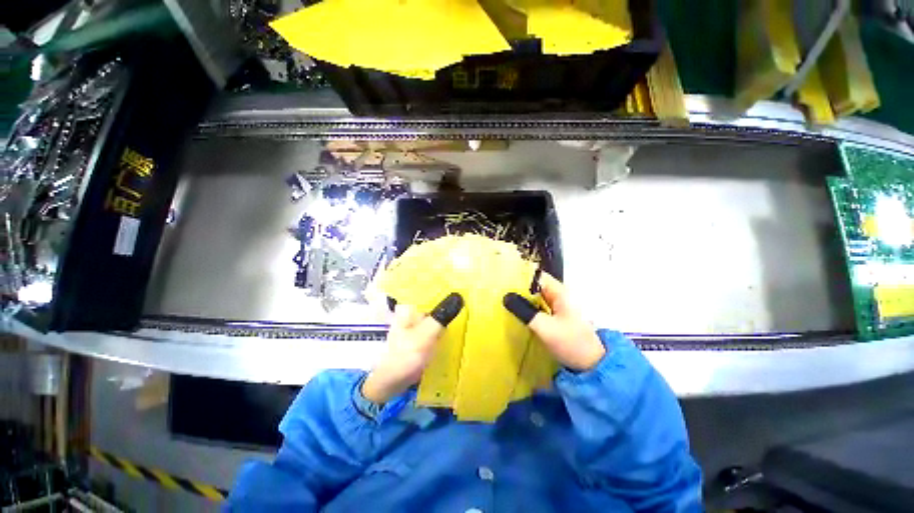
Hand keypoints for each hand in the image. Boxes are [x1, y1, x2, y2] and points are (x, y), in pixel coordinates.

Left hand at [362, 293, 463, 403]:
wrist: (392, 382)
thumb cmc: (405, 356)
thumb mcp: (425, 335)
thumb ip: (441, 316)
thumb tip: (459, 296)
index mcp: (409, 306)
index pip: (428, 287)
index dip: (446, 283)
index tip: (464, 281)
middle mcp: (412, 310)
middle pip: (434, 298)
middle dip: (450, 297)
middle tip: (470, 294)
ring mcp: (416, 322)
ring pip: (436, 310)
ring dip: (448, 310)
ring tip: (468, 305)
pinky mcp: (421, 333)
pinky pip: (436, 322)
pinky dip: (445, 321)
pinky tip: (458, 322)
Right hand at [503, 273, 604, 371]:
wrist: (593, 365)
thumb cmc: (571, 342)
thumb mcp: (545, 327)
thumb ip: (525, 311)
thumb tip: (506, 297)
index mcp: (560, 292)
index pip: (537, 276)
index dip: (521, 276)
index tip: (503, 281)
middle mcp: (559, 295)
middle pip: (535, 286)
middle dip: (519, 289)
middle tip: (499, 293)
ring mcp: (558, 307)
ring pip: (536, 298)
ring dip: (523, 300)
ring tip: (504, 302)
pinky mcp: (556, 317)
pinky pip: (539, 308)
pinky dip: (529, 309)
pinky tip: (517, 314)